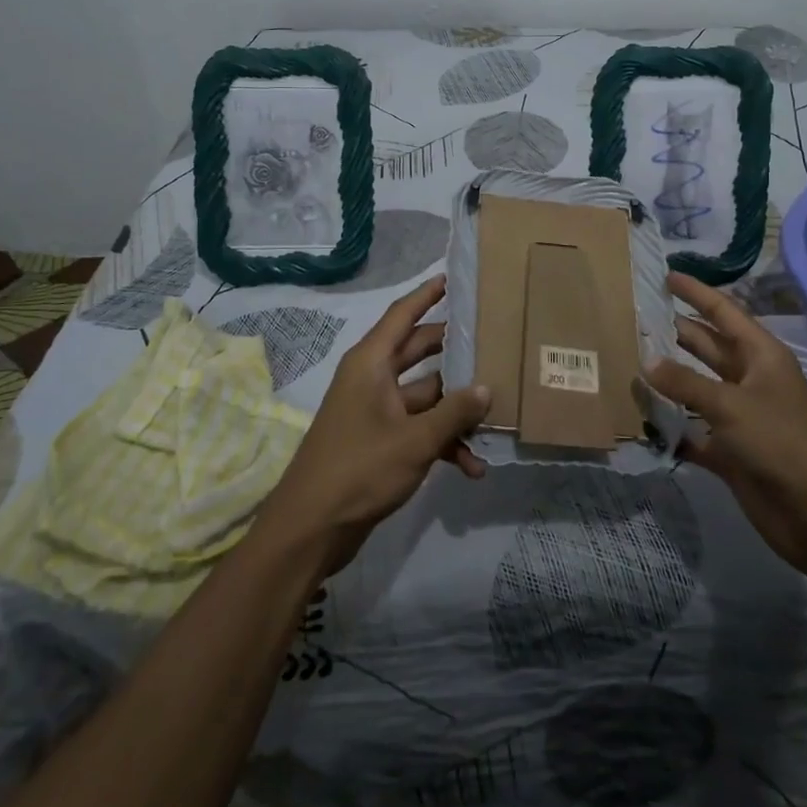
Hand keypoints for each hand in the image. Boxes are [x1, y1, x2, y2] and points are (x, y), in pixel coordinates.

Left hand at [256, 276, 488, 576]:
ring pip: (425, 396)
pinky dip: (443, 443)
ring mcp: (376, 411)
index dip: (427, 294)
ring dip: (455, 411)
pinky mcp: (380, 441)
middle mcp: (372, 379)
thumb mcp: (415, 439)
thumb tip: (486, 388)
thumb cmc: (360, 469)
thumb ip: (454, 412)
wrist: (311, 529)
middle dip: (455, 354)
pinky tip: (472, 466)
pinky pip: (419, 429)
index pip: (402, 314)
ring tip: (496, 417)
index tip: (453, 278)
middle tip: (493, 342)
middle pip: (419, 353)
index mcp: (371, 363)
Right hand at [649, 272, 806, 575]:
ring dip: (668, 378)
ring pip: (696, 387)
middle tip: (634, 318)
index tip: (665, 276)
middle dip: (674, 332)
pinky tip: (640, 418)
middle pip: (707, 346)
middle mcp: (750, 379)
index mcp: (761, 356)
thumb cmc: (781, 443)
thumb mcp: (731, 405)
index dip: (696, 293)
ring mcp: (740, 416)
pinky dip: (671, 425)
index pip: (723, 312)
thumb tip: (646, 360)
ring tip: (627, 361)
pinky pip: (693, 430)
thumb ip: (685, 382)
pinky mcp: (730, 450)